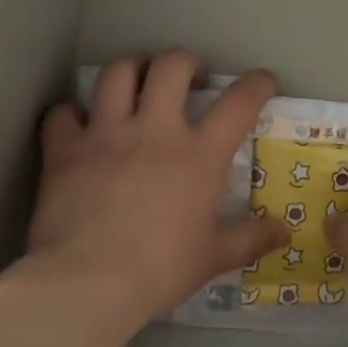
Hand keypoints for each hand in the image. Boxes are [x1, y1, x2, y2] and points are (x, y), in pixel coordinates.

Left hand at [21, 52, 288, 324]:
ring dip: (132, 69)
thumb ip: (251, 239)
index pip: (239, 102)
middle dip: (186, 62)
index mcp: (199, 156)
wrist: (87, 284)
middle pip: (172, 66)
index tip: (262, 83)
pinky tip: (78, 125)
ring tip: (138, 82)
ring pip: (117, 73)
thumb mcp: (214, 258)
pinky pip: (63, 112)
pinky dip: (71, 113)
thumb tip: (284, 231)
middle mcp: (155, 131)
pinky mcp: (64, 150)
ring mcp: (106, 135)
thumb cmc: (160, 270)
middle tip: (189, 78)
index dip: (257, 84)